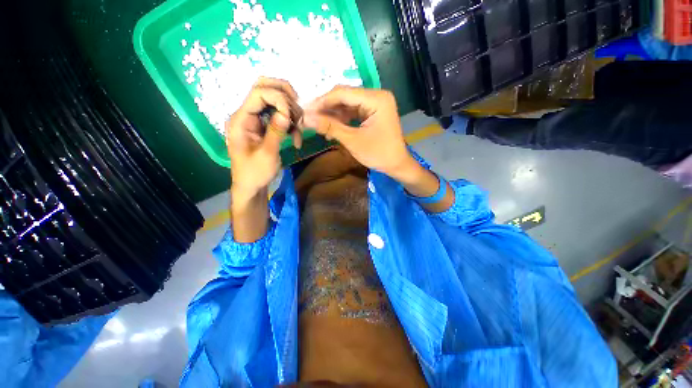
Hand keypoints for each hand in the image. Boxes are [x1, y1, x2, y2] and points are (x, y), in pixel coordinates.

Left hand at [225, 77, 302, 199]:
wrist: (251, 185)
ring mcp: (256, 119)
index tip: (292, 117)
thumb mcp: (267, 154)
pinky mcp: (264, 126)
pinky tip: (297, 138)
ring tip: (298, 133)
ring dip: (291, 114)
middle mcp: (247, 114)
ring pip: (275, 101)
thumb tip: (286, 113)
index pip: (258, 93)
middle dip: (285, 97)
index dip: (279, 98)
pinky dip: (290, 124)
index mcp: (241, 119)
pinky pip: (279, 116)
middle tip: (298, 112)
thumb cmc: (255, 173)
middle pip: (264, 88)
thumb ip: (275, 132)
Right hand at [303, 86, 415, 178]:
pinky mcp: (372, 113)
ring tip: (318, 125)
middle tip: (309, 117)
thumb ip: (330, 127)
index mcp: (376, 99)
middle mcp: (376, 96)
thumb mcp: (353, 140)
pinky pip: (352, 112)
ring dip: (332, 114)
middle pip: (345, 96)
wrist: (396, 165)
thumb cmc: (379, 154)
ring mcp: (375, 104)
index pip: (343, 93)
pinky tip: (330, 128)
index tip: (305, 109)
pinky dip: (341, 119)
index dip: (322, 101)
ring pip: (347, 104)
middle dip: (326, 108)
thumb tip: (306, 118)